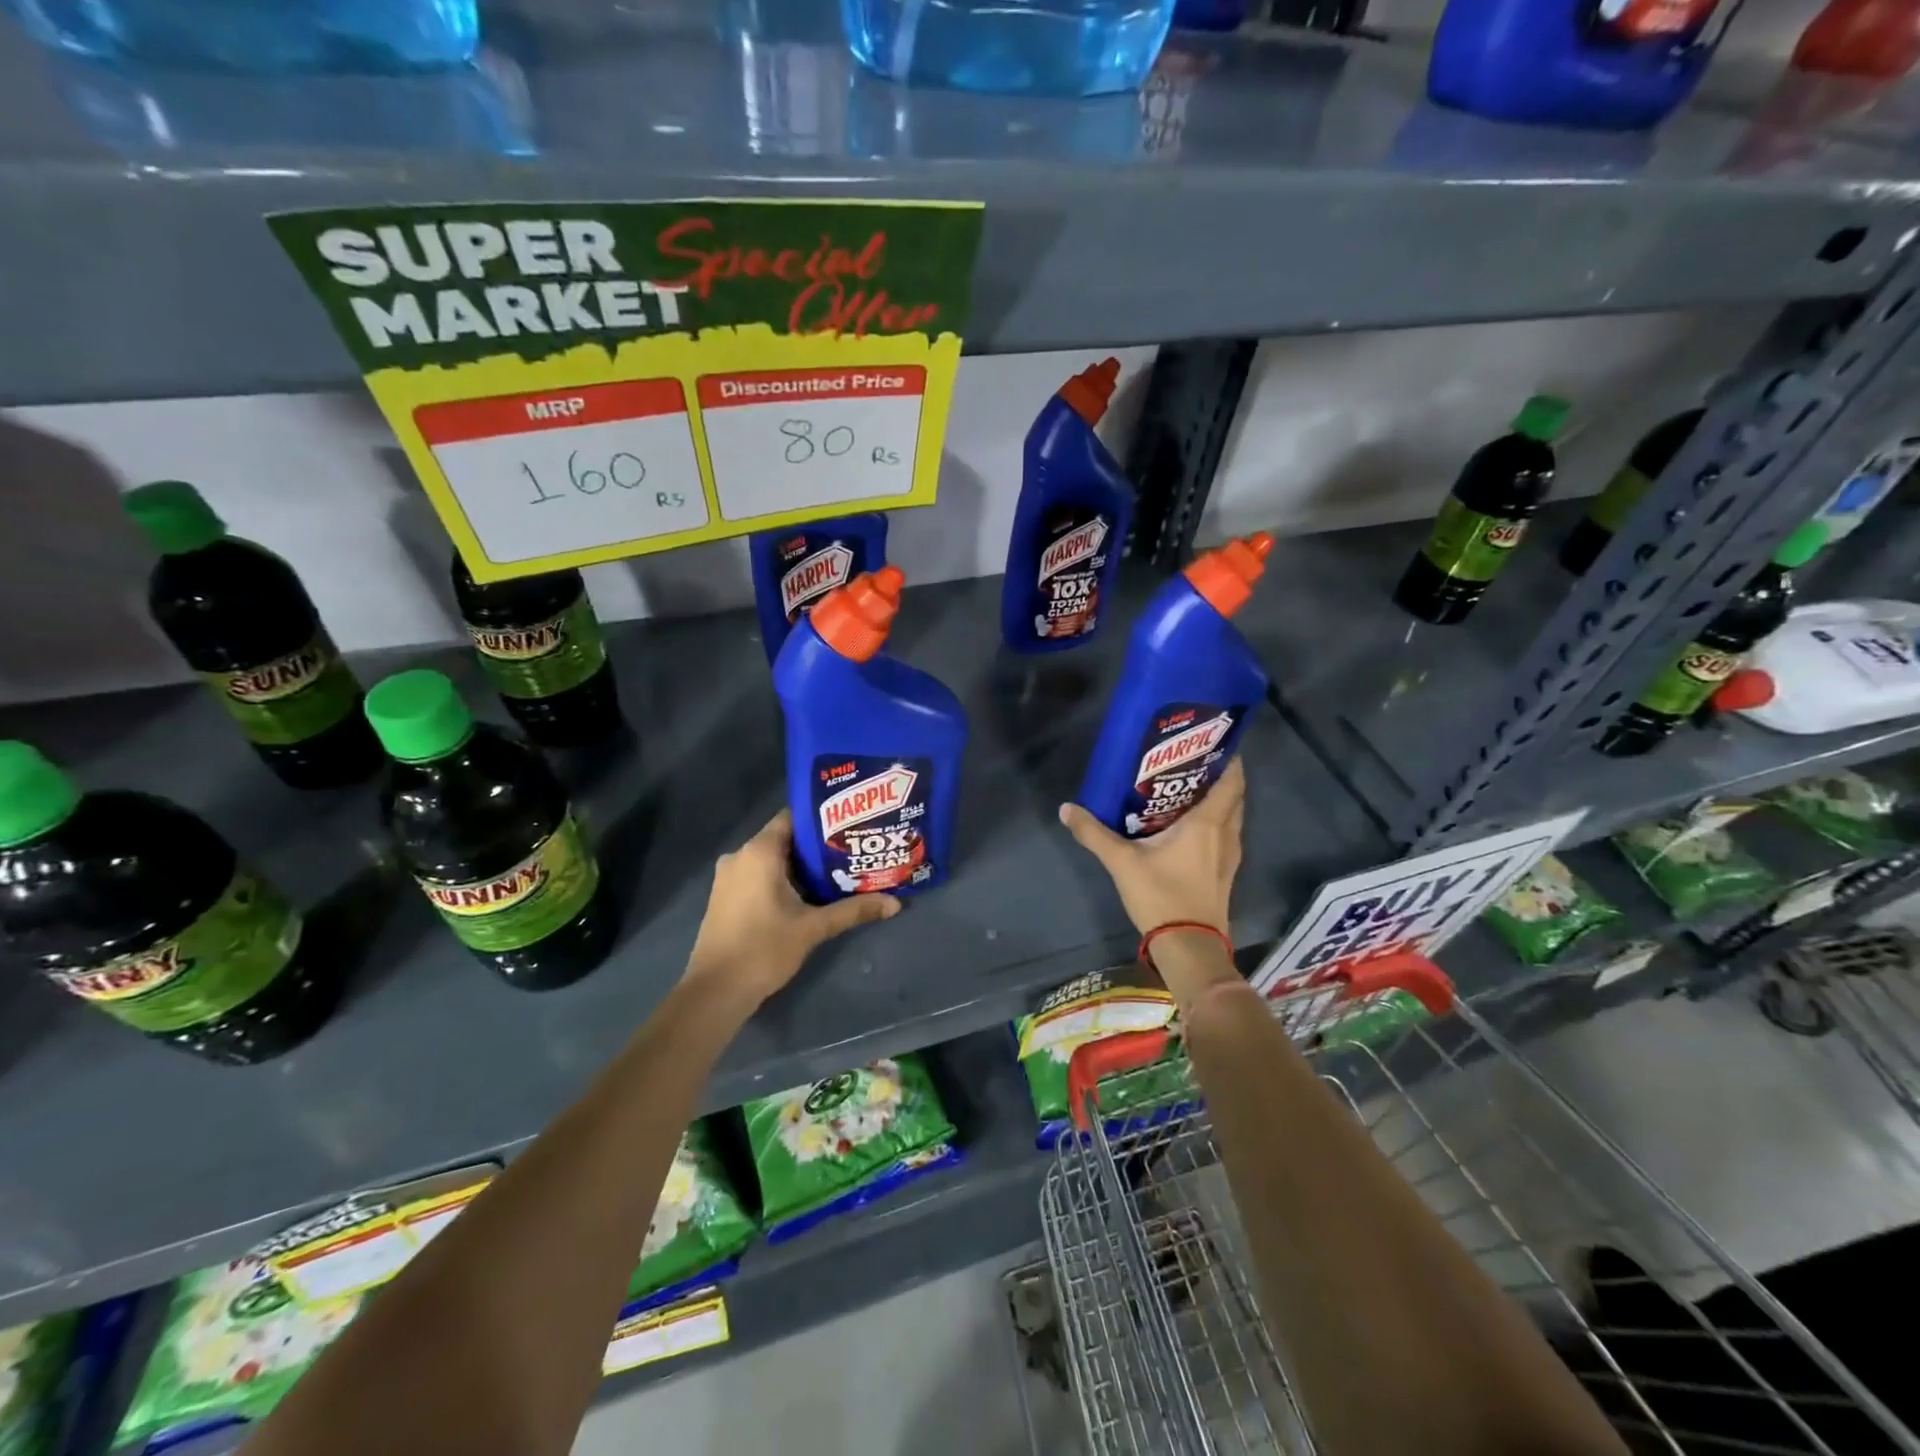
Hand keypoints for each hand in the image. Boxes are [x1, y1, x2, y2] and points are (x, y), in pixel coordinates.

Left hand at [686, 809, 898, 1008]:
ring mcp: (728, 877)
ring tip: (837, 872)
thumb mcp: (814, 927)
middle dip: (817, 846)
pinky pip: (758, 875)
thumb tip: (895, 903)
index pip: (793, 817)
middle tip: (851, 851)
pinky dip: (782, 879)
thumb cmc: (764, 949)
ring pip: (771, 859)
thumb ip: (853, 910)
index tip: (849, 826)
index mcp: (759, 852)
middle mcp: (740, 856)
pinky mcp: (725, 897)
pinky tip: (808, 894)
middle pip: (785, 839)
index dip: (822, 819)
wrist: (715, 991)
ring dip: (800, 866)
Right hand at [1059, 757, 1244, 937]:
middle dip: (1219, 776)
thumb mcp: (1122, 862)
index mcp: (1207, 823)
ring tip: (1188, 788)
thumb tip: (1066, 808)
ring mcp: (1230, 856)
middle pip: (1234, 795)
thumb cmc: (1162, 896)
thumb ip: (1094, 833)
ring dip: (1218, 800)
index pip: (1232, 780)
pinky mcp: (1225, 873)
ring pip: (1231, 816)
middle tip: (1192, 761)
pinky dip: (1215, 822)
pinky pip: (1226, 835)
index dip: (1228, 757)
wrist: (1190, 947)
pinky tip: (1189, 826)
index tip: (1213, 740)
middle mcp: (1226, 834)